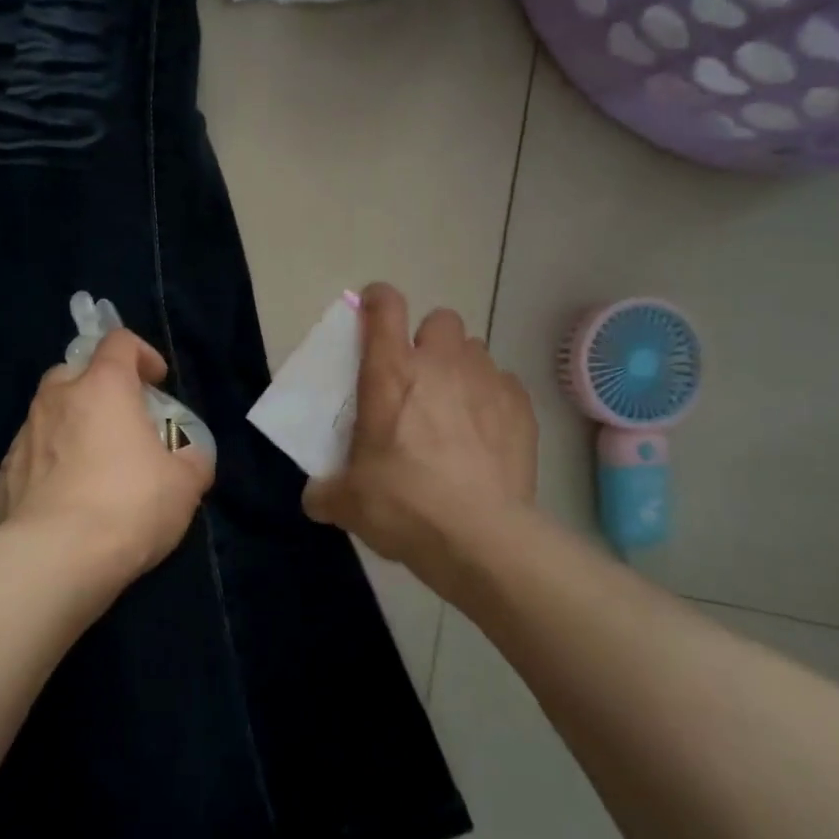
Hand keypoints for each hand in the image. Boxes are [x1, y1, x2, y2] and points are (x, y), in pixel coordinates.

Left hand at [0, 328, 213, 578]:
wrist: (55, 559)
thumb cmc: (128, 506)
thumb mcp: (185, 485)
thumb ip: (193, 460)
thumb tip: (190, 458)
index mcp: (102, 387)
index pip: (119, 342)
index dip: (142, 354)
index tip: (157, 382)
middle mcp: (57, 400)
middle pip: (75, 372)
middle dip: (98, 387)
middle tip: (121, 421)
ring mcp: (24, 436)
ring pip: (48, 414)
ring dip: (71, 426)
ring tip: (92, 465)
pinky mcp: (3, 475)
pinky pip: (31, 457)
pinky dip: (48, 465)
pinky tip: (63, 499)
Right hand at [304, 283, 536, 592]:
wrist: (480, 538)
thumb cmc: (403, 505)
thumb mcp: (348, 502)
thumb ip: (326, 491)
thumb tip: (316, 497)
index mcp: (390, 373)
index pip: (384, 306)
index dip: (377, 300)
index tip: (371, 312)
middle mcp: (440, 364)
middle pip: (441, 320)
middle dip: (429, 339)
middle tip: (418, 377)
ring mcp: (486, 382)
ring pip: (475, 350)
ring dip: (461, 368)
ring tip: (455, 407)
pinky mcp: (521, 409)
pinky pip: (505, 385)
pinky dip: (493, 399)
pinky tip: (486, 433)